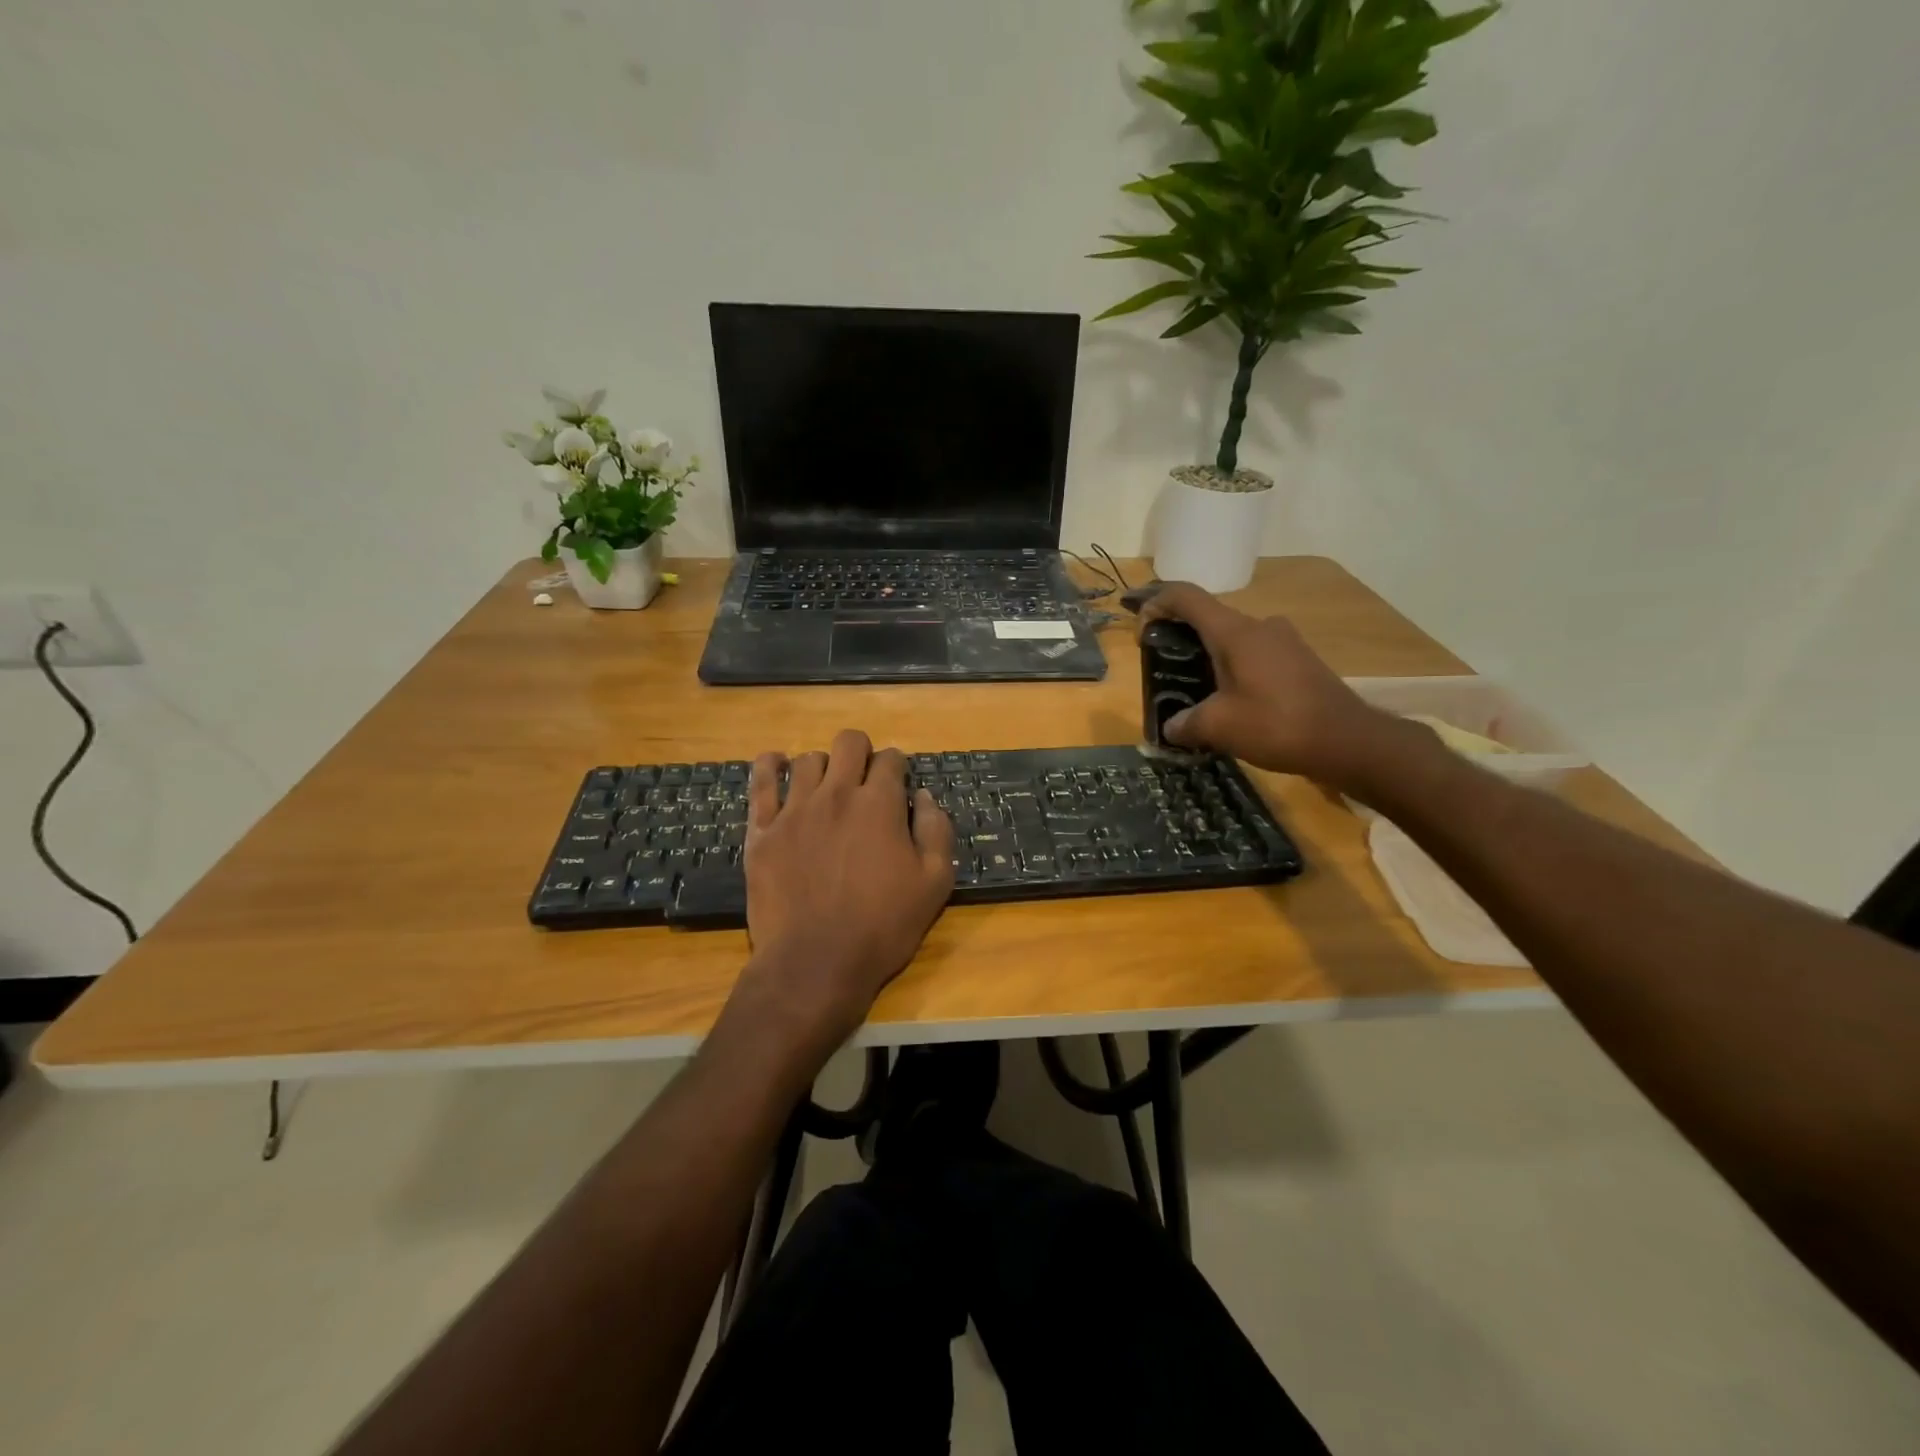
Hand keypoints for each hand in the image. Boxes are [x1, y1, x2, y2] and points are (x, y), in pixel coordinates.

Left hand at [738, 730, 955, 1042]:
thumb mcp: (935, 883)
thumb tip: (925, 797)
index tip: (898, 786)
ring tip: (826, 787)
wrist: (816, 963)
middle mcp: (836, 794)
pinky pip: (760, 782)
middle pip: (849, 743)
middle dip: (862, 752)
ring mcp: (794, 810)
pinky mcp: (762, 830)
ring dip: (823, 766)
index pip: (891, 760)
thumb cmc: (883, 926)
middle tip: (865, 779)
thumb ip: (936, 831)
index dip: (898, 768)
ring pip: (807, 760)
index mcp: (879, 804)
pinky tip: (776, 765)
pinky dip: (769, 766)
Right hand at [1142, 582, 1420, 793]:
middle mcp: (1259, 626)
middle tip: (1162, 670)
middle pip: (1208, 618)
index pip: (1186, 596)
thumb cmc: (1277, 725)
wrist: (1348, 741)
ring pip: (1232, 639)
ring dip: (1208, 658)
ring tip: (1194, 692)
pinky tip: (1230, 702)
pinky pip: (1254, 654)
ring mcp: (1283, 641)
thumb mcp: (1219, 727)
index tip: (1140, 626)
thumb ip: (1185, 723)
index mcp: (1234, 632)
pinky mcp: (1299, 660)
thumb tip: (1170, 727)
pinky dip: (1233, 669)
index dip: (1156, 602)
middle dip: (1179, 639)